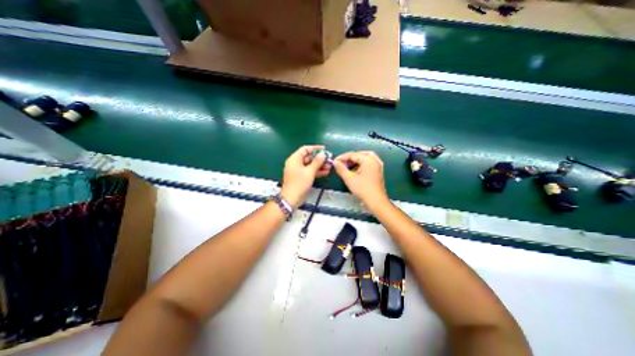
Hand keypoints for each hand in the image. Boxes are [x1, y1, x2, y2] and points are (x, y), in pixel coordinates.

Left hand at [281, 145, 331, 208]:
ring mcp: (298, 170)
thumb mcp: (310, 172)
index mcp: (295, 159)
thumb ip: (317, 162)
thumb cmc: (299, 183)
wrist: (292, 198)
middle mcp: (296, 163)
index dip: (315, 148)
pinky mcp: (301, 177)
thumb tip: (323, 154)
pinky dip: (317, 171)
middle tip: (329, 160)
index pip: (305, 149)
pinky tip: (326, 172)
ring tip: (330, 166)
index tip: (324, 149)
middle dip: (319, 159)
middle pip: (309, 157)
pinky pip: (310, 171)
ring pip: (310, 165)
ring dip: (320, 165)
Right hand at [333, 151, 387, 206]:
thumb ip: (341, 169)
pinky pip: (368, 163)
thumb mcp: (349, 178)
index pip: (353, 154)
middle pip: (359, 154)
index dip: (342, 157)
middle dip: (349, 158)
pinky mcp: (378, 171)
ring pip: (364, 158)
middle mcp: (375, 160)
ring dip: (355, 161)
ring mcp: (378, 165)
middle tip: (341, 164)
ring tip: (347, 167)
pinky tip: (355, 170)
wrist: (376, 201)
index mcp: (368, 160)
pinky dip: (361, 164)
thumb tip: (335, 162)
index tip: (334, 162)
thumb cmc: (363, 189)